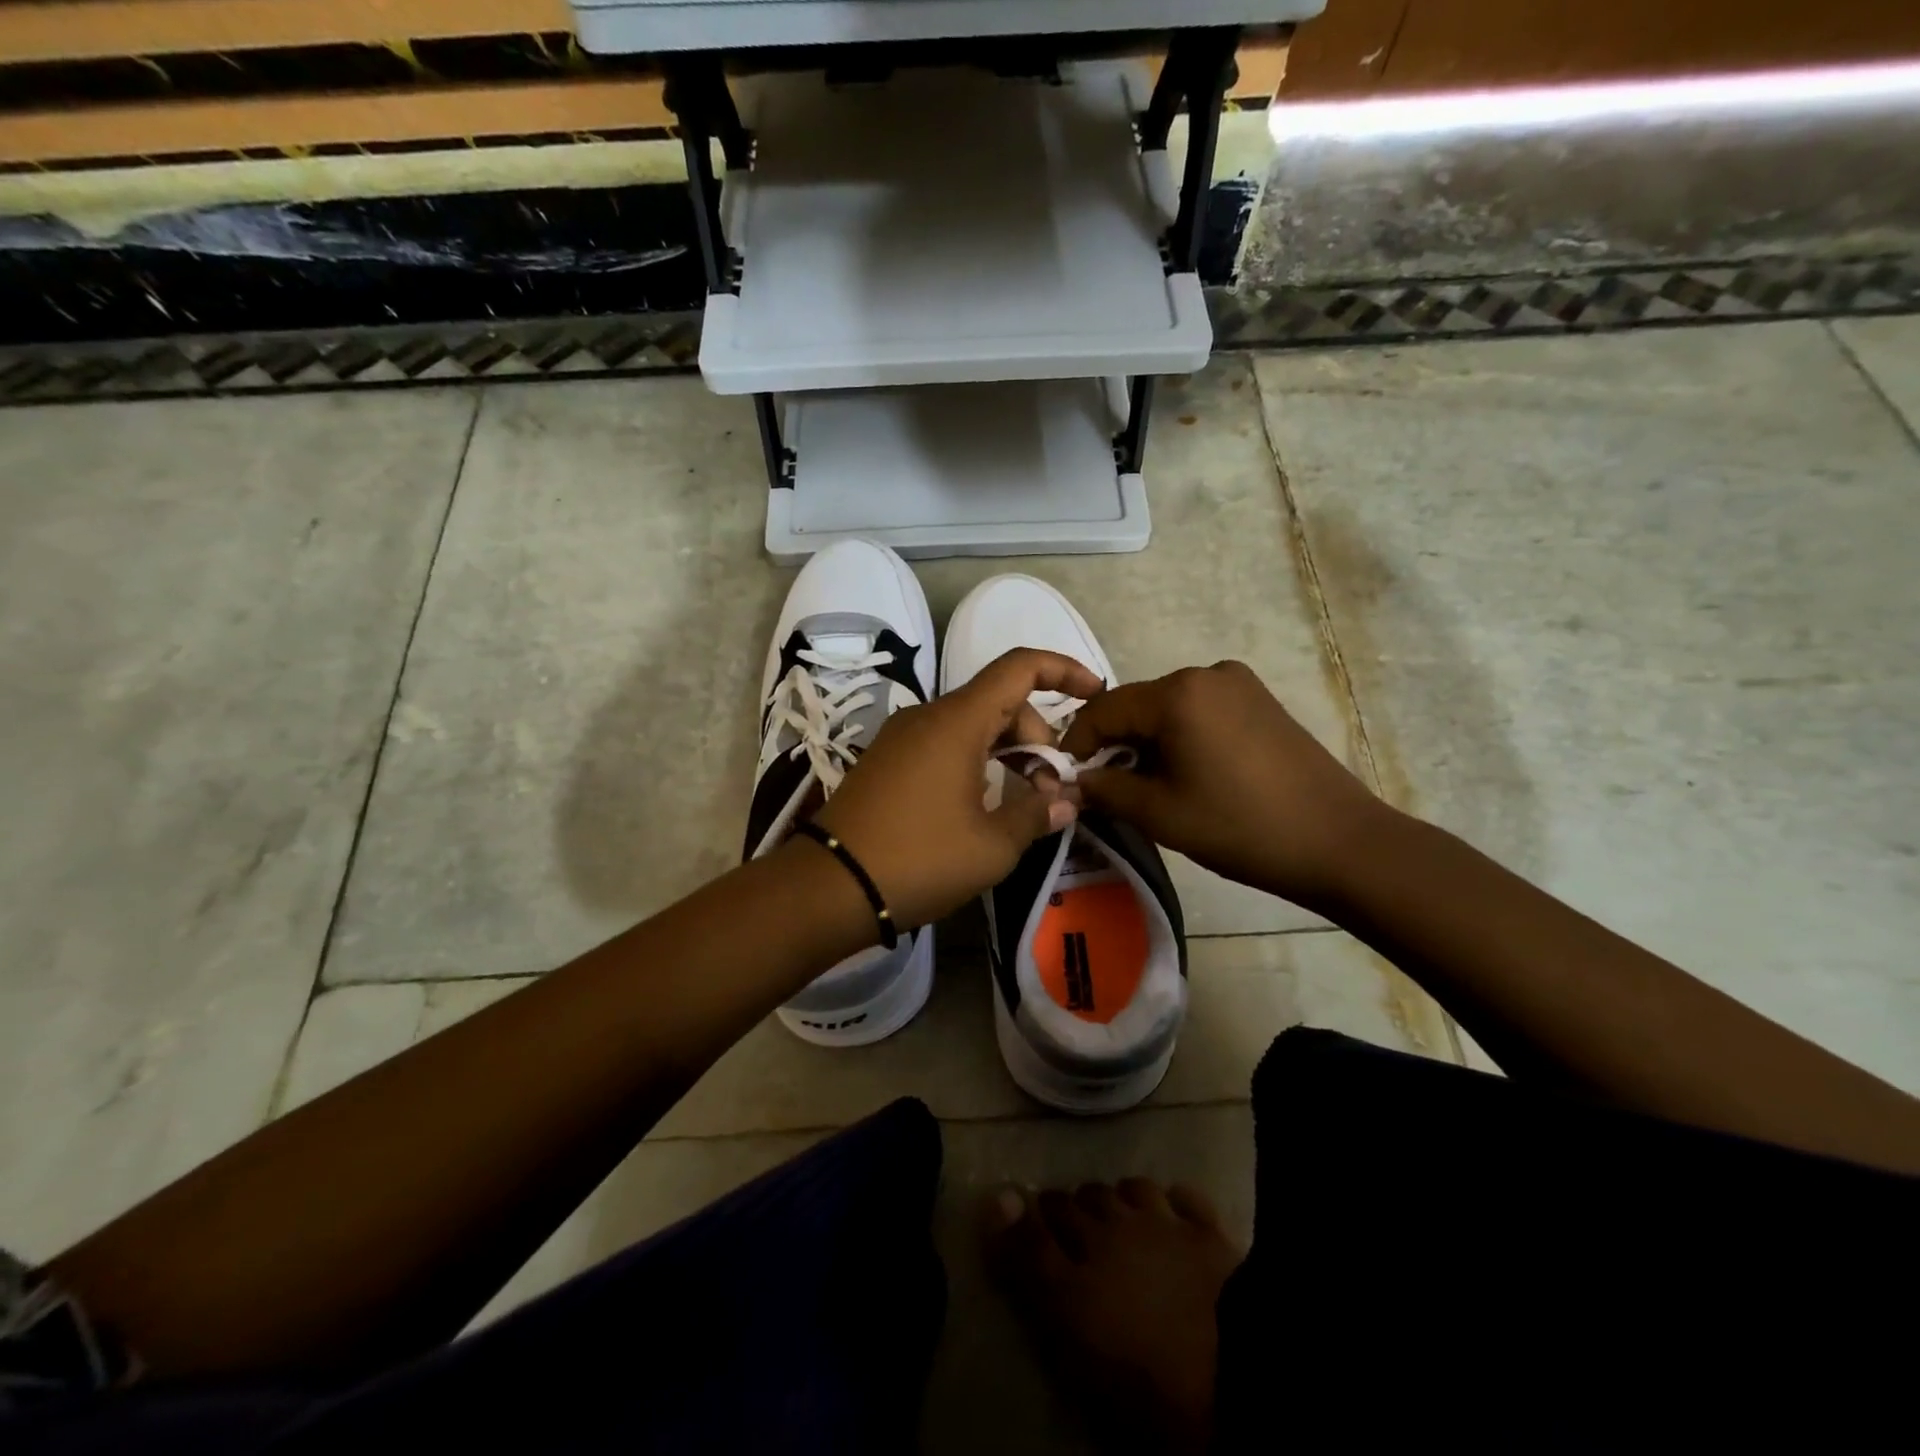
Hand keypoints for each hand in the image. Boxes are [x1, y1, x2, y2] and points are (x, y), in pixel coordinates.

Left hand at [812, 648, 1103, 928]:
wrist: (829, 886)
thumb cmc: (919, 859)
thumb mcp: (991, 846)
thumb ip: (1036, 814)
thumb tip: (1066, 801)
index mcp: (957, 721)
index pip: (1019, 667)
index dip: (1063, 670)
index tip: (1096, 693)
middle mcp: (928, 716)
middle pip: (999, 701)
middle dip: (1037, 737)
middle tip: (1051, 790)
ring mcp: (903, 737)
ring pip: (972, 725)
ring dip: (1007, 752)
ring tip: (1024, 802)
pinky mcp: (887, 761)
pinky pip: (944, 744)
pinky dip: (976, 761)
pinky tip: (983, 804)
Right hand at [1059, 660, 1388, 912]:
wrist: (1340, 842)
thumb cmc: (1241, 827)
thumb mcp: (1159, 813)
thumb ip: (1104, 789)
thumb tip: (1072, 781)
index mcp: (1178, 693)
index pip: (1103, 709)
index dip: (1077, 744)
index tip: (1066, 778)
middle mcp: (1206, 673)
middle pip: (1137, 706)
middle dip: (1114, 744)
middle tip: (1106, 788)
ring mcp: (1239, 684)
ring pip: (1169, 709)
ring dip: (1148, 742)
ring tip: (1148, 786)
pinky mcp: (1261, 701)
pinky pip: (1201, 712)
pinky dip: (1181, 737)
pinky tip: (1188, 774)